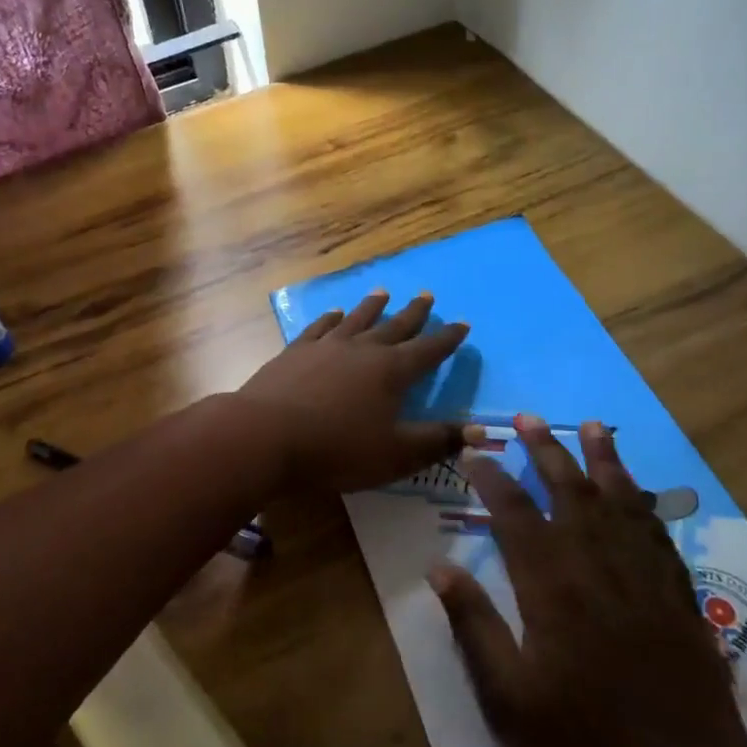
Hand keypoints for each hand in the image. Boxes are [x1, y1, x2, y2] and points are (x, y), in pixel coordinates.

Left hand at [236, 289, 472, 493]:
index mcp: (392, 372)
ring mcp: (326, 346)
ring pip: (357, 319)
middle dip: (414, 313)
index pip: (428, 350)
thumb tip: (479, 430)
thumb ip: (437, 441)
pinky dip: (330, 318)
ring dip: (372, 306)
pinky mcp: (296, 351)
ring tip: (383, 292)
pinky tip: (334, 313)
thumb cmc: (337, 449)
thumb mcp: (396, 454)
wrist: (267, 433)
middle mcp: (362, 349)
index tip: (463, 323)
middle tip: (427, 295)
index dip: (448, 339)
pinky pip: (320, 327)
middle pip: (394, 326)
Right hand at [430, 416, 746, 746]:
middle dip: (545, 449)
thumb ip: (473, 625)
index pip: (513, 510)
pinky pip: (657, 531)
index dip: (490, 477)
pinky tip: (637, 490)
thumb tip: (439, 567)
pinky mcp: (678, 594)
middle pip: (568, 489)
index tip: (471, 453)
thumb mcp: (509, 697)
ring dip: (602, 459)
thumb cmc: (586, 744)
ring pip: (619, 499)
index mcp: (551, 583)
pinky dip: (643, 501)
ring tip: (592, 426)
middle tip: (528, 418)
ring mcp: (643, 575)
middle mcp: (596, 563)